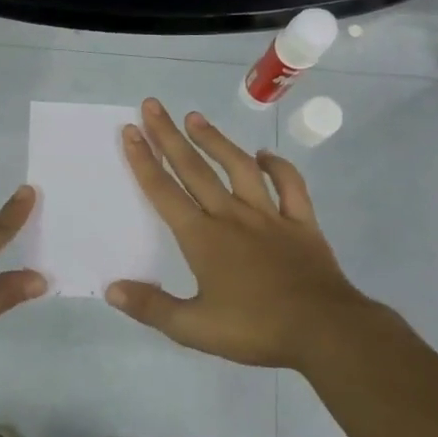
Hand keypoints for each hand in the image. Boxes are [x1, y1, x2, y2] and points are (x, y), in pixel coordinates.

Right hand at [106, 97, 390, 369]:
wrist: (325, 330)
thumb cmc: (255, 329)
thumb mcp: (194, 329)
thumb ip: (151, 307)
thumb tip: (112, 289)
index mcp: (202, 238)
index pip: (164, 192)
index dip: (144, 161)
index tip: (130, 131)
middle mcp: (231, 217)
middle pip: (194, 169)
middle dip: (169, 136)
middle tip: (153, 106)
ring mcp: (269, 216)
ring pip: (238, 167)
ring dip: (215, 141)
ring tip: (196, 118)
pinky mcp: (301, 223)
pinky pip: (289, 186)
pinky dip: (278, 167)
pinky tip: (264, 156)